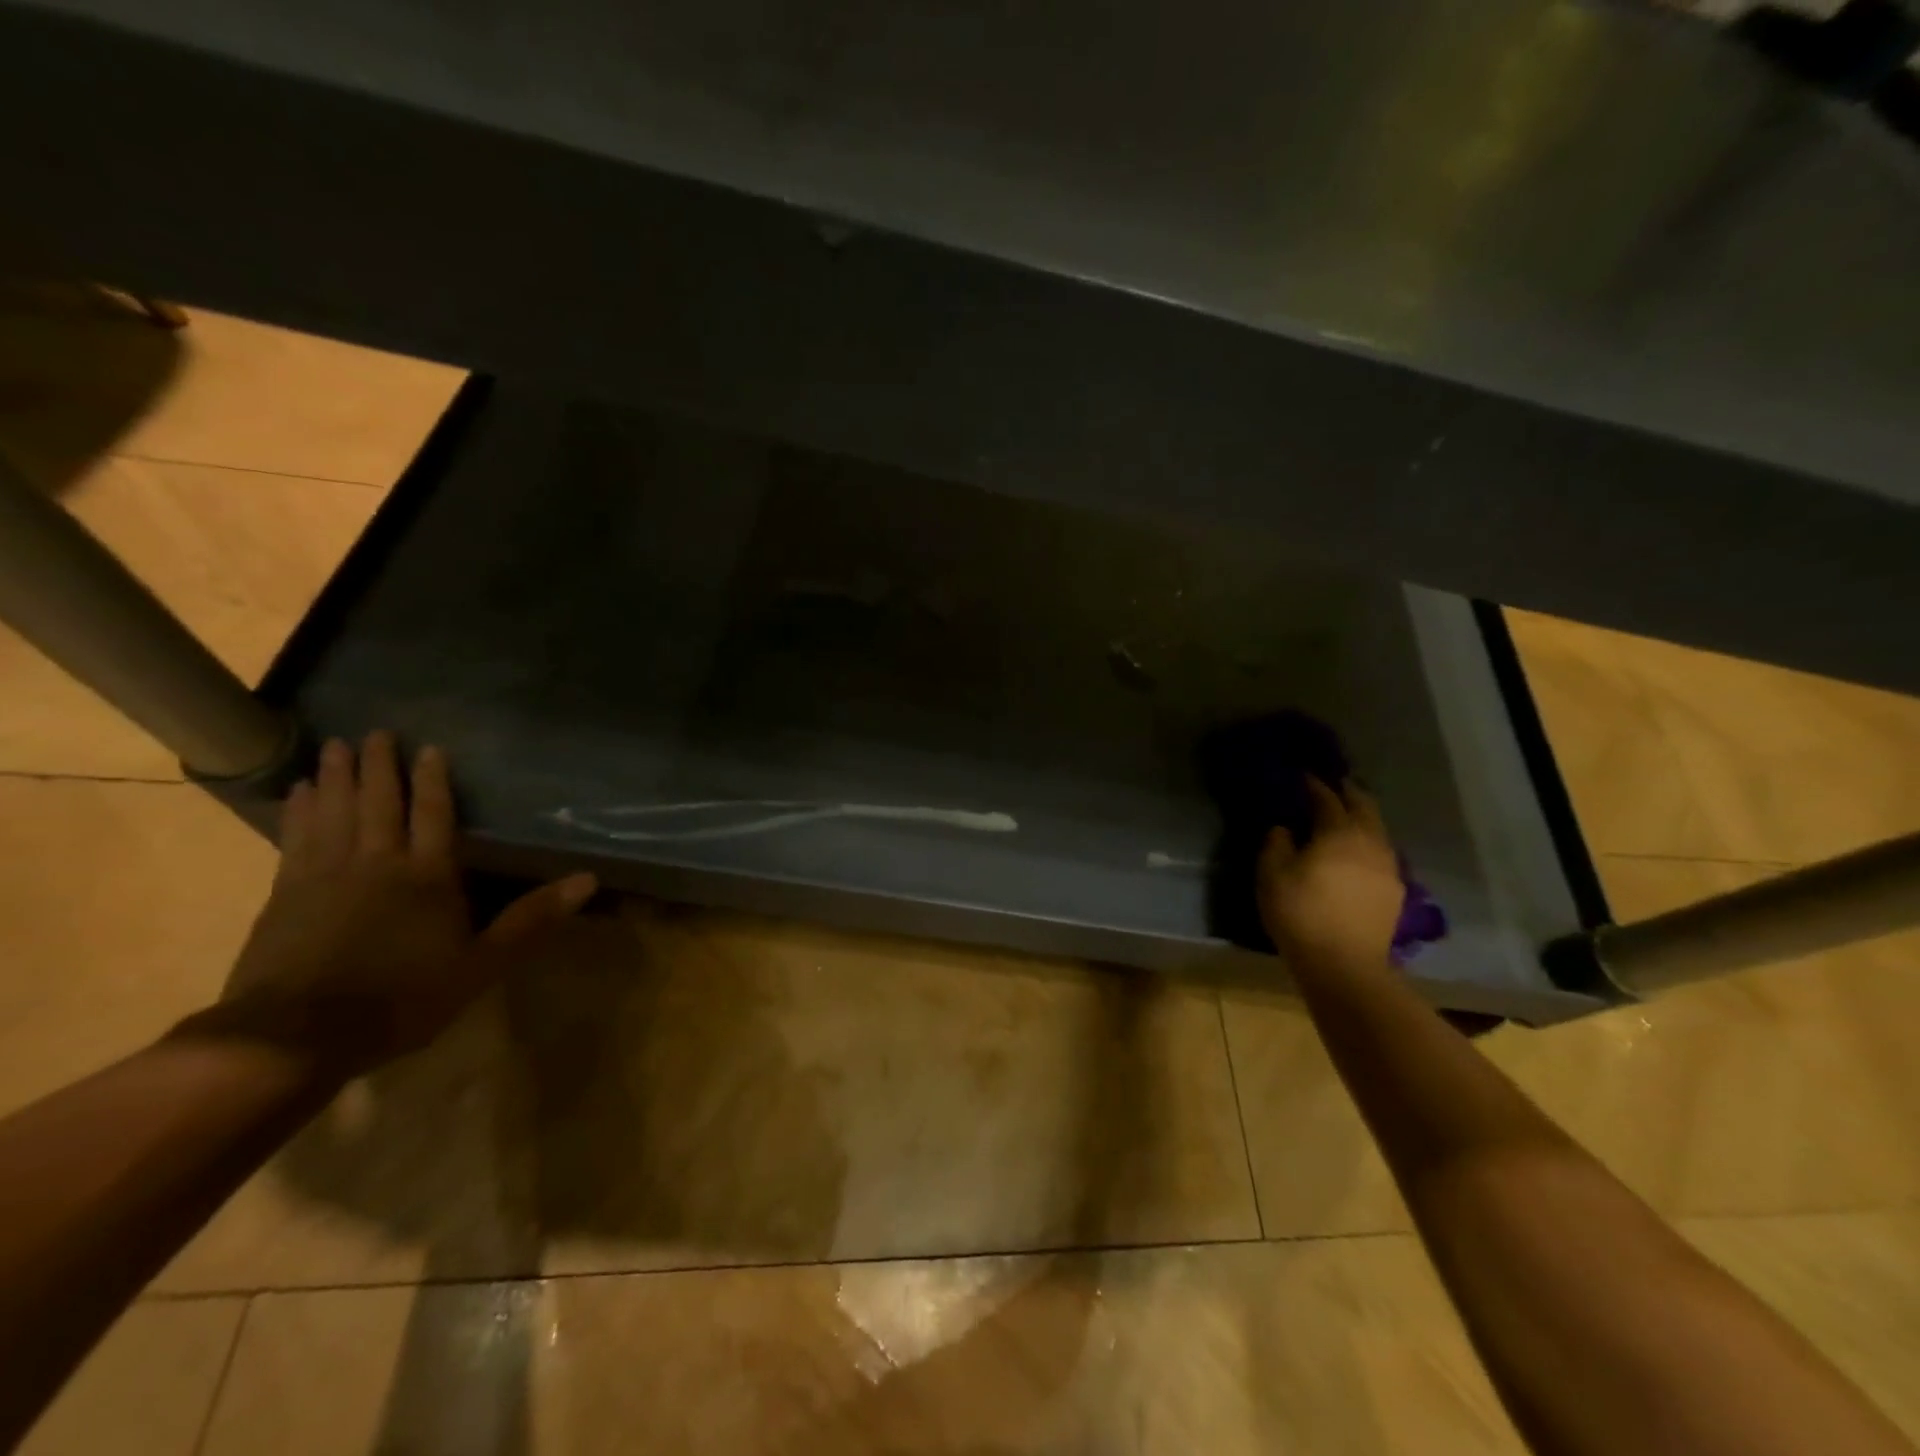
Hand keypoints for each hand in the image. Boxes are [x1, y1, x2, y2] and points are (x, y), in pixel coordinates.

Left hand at [179, 732, 594, 1079]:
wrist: (294, 1036)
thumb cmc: (402, 999)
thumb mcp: (482, 964)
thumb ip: (531, 919)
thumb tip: (588, 879)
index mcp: (427, 876)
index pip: (433, 815)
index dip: (433, 780)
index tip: (429, 747)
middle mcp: (377, 863)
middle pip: (379, 803)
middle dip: (379, 766)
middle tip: (375, 732)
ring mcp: (324, 875)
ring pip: (334, 812)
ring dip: (336, 778)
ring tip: (335, 747)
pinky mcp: (284, 895)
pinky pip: (295, 838)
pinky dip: (299, 811)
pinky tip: (298, 795)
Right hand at [1257, 777, 1402, 974]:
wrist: (1344, 965)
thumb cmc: (1301, 913)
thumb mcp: (1272, 874)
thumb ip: (1276, 843)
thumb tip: (1284, 828)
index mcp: (1339, 832)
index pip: (1328, 798)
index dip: (1314, 785)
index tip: (1303, 776)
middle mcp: (1370, 842)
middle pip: (1364, 807)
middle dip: (1348, 793)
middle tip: (1333, 786)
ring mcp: (1388, 867)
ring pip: (1377, 830)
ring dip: (1362, 818)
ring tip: (1345, 818)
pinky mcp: (1394, 891)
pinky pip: (1381, 854)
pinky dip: (1368, 844)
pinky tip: (1356, 854)